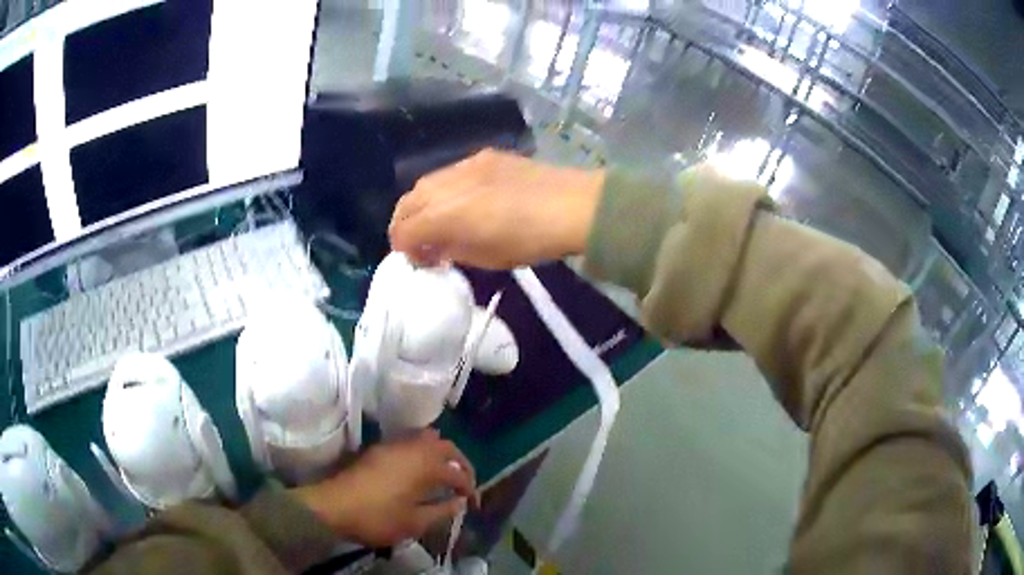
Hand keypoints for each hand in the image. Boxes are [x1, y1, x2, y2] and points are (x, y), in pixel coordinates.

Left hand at [292, 429, 476, 547]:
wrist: (334, 507)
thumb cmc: (378, 517)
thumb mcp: (415, 522)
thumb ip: (442, 510)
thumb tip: (459, 502)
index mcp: (425, 466)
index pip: (458, 473)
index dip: (470, 488)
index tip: (472, 504)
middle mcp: (412, 449)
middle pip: (445, 446)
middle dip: (459, 463)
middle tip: (464, 482)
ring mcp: (393, 446)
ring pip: (425, 439)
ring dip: (440, 453)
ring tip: (443, 474)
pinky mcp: (378, 450)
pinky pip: (409, 442)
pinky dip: (421, 452)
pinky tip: (418, 470)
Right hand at [389, 149, 604, 269]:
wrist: (572, 204)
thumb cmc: (531, 241)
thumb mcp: (486, 258)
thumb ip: (451, 250)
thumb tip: (434, 247)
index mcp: (445, 215)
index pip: (403, 231)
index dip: (404, 250)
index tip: (421, 261)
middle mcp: (446, 184)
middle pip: (407, 203)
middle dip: (404, 225)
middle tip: (420, 243)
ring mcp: (464, 165)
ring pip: (425, 183)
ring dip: (422, 205)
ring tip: (439, 221)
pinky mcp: (482, 156)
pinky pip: (450, 172)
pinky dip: (444, 189)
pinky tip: (463, 201)